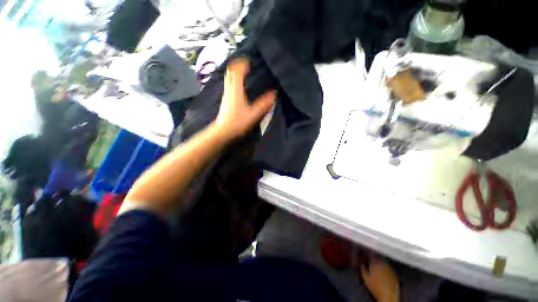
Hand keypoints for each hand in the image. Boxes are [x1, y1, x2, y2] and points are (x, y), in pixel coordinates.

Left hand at [215, 58, 275, 138]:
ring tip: (245, 72)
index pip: (236, 71)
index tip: (250, 61)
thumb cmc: (237, 122)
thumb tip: (274, 94)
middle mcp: (229, 89)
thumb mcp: (253, 114)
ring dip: (236, 72)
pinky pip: (229, 84)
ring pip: (229, 77)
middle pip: (230, 71)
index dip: (242, 63)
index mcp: (236, 90)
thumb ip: (264, 104)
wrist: (223, 131)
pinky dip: (234, 80)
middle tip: (248, 65)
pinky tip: (241, 85)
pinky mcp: (226, 99)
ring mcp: (226, 94)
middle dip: (238, 65)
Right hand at [361, 257, 399, 301]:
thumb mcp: (366, 278)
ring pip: (384, 263)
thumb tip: (362, 264)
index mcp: (376, 263)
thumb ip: (363, 269)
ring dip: (380, 263)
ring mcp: (390, 269)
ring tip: (376, 267)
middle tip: (371, 262)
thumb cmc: (375, 287)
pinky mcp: (394, 274)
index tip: (365, 257)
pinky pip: (388, 268)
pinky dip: (385, 269)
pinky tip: (383, 273)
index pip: (371, 255)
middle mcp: (384, 263)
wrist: (388, 296)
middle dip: (374, 259)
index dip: (368, 256)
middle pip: (378, 258)